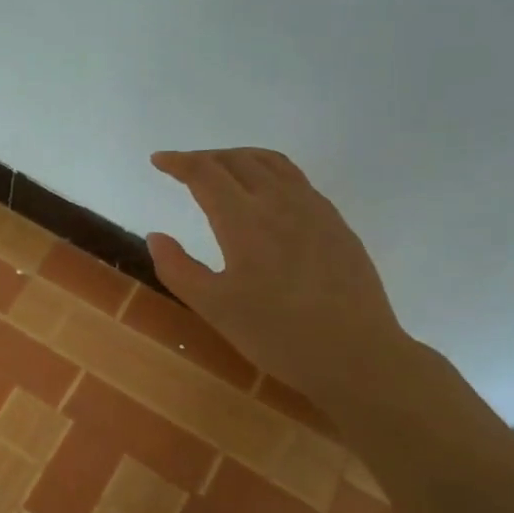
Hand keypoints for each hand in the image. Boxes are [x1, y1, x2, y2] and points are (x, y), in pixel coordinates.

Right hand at [146, 148, 410, 402]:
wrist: (357, 355)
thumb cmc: (278, 335)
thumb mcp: (215, 308)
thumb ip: (178, 269)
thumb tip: (156, 236)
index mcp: (244, 220)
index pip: (205, 173)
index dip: (178, 162)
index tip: (158, 161)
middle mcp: (279, 202)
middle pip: (237, 160)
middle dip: (205, 157)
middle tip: (183, 169)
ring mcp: (313, 208)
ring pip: (270, 162)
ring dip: (238, 158)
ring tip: (221, 171)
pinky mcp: (335, 222)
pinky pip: (295, 178)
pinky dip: (267, 171)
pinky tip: (264, 195)